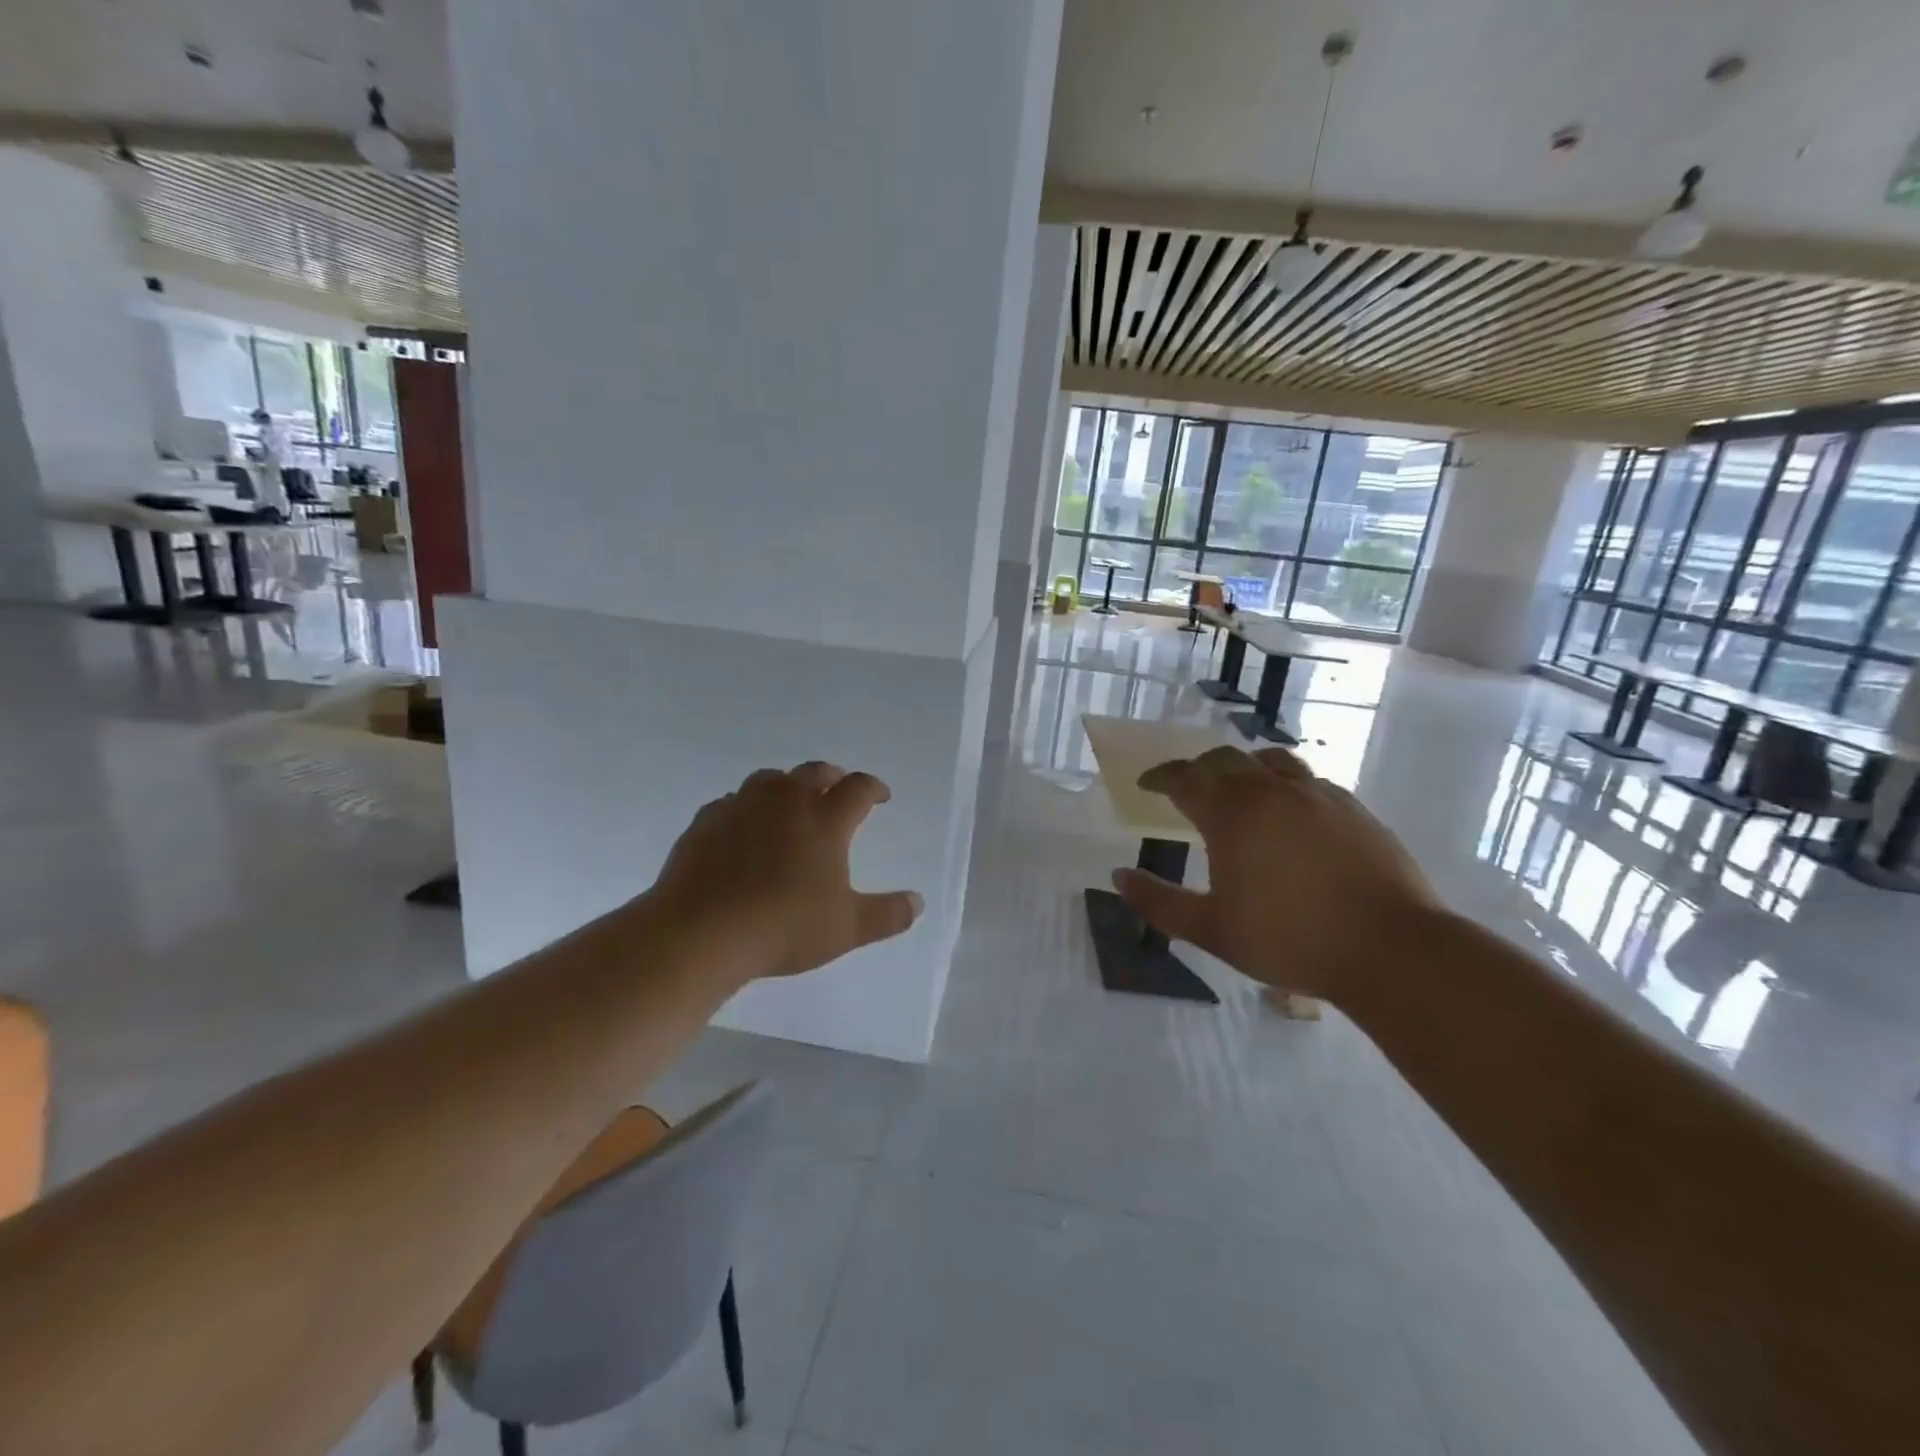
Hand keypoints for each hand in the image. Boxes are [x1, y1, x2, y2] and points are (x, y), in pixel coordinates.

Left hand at [649, 762, 922, 980]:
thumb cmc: (784, 927)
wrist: (701, 932)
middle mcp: (785, 801)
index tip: (881, 796)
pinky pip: (732, 802)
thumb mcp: (847, 928)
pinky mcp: (706, 822)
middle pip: (814, 772)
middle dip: (832, 776)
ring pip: (769, 779)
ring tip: (790, 801)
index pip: (858, 789)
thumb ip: (887, 914)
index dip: (874, 788)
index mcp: (825, 820)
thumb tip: (918, 903)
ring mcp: (741, 807)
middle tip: (838, 787)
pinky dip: (746, 808)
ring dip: (786, 785)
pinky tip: (743, 828)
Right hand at [1113, 745, 1440, 1003]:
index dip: (1160, 777)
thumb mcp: (1211, 930)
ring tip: (1238, 787)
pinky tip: (1290, 811)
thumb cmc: (1290, 939)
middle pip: (1225, 760)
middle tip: (1186, 788)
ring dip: (1244, 768)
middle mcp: (1271, 791)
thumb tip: (1119, 877)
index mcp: (1232, 814)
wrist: (1391, 949)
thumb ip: (1159, 902)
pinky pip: (1308, 781)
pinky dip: (1284, 784)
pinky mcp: (1353, 808)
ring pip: (1271, 760)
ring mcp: (1317, 795)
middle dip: (1198, 768)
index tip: (1146, 784)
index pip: (1184, 778)